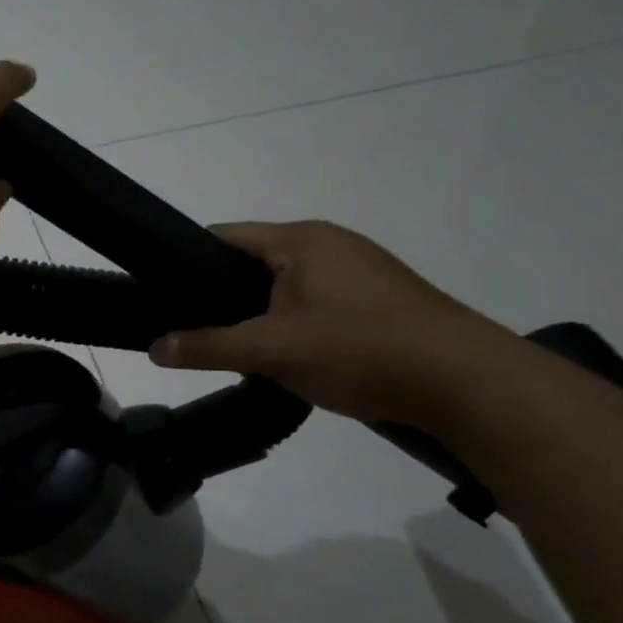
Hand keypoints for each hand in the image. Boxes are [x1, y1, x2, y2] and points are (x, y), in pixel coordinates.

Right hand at [149, 220, 518, 424]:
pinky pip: (313, 304)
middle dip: (220, 296)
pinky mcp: (376, 300)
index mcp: (301, 240)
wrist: (468, 384)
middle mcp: (329, 244)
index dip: (184, 263)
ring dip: (257, 315)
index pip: (222, 237)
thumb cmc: (361, 350)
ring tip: (233, 349)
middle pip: (251, 263)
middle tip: (192, 332)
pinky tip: (285, 357)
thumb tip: (153, 348)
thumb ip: (208, 346)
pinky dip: (290, 325)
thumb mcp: (272, 350)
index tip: (159, 296)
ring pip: (283, 287)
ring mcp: (358, 271)